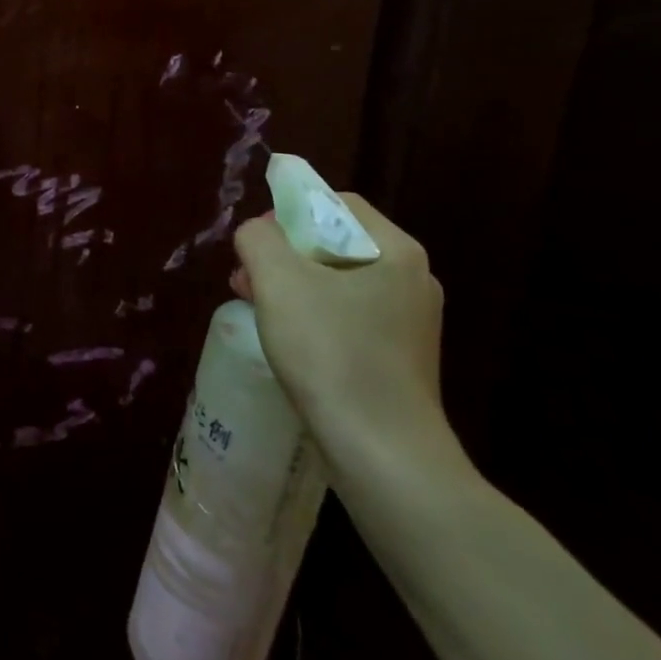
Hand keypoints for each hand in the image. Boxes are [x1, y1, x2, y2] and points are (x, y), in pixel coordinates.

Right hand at [232, 196, 453, 481]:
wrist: (384, 456)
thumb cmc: (332, 355)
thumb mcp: (279, 281)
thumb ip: (258, 238)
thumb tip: (257, 233)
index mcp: (396, 250)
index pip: (337, 203)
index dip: (289, 213)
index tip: (257, 245)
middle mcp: (412, 279)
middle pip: (335, 242)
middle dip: (284, 254)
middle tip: (247, 279)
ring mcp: (411, 322)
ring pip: (338, 282)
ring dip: (293, 286)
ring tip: (257, 308)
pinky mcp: (401, 359)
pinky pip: (349, 318)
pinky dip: (314, 318)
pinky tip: (289, 342)